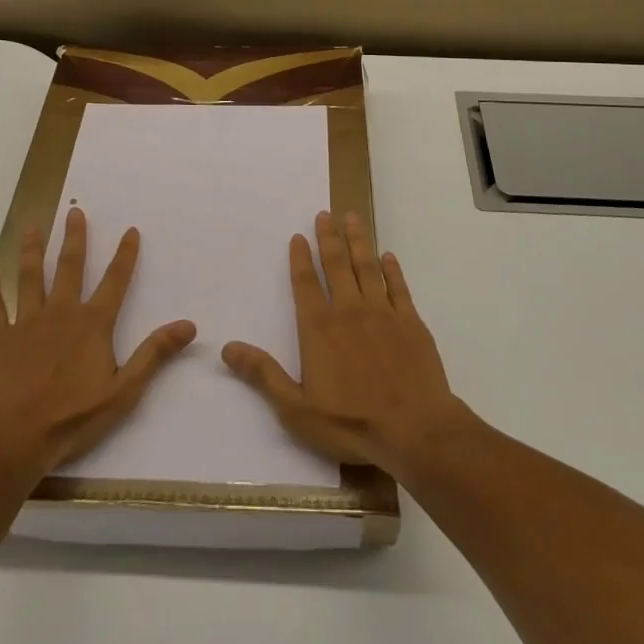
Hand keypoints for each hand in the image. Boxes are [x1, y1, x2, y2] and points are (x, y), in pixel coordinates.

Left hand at [0, 208, 195, 472]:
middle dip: (75, 238)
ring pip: (30, 277)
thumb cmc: (72, 418)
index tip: (130, 230)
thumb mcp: (124, 391)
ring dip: (33, 249)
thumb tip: (188, 325)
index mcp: (92, 325)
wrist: (14, 440)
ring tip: (33, 224)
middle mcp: (61, 313)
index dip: (125, 256)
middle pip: (70, 268)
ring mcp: (27, 323)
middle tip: (75, 211)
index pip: (115, 282)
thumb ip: (154, 354)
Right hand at [222, 210, 466, 476]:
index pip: (305, 284)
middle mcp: (349, 311)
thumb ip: (263, 375)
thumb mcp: (296, 409)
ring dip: (358, 241)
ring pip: (367, 267)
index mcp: (319, 329)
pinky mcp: (411, 323)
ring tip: (352, 217)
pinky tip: (388, 256)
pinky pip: (398, 287)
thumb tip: (227, 348)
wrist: (416, 430)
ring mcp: (383, 313)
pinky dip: (392, 270)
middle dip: (329, 238)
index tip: (298, 236)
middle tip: (325, 213)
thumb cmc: (351, 423)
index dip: (300, 259)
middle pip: (336, 265)